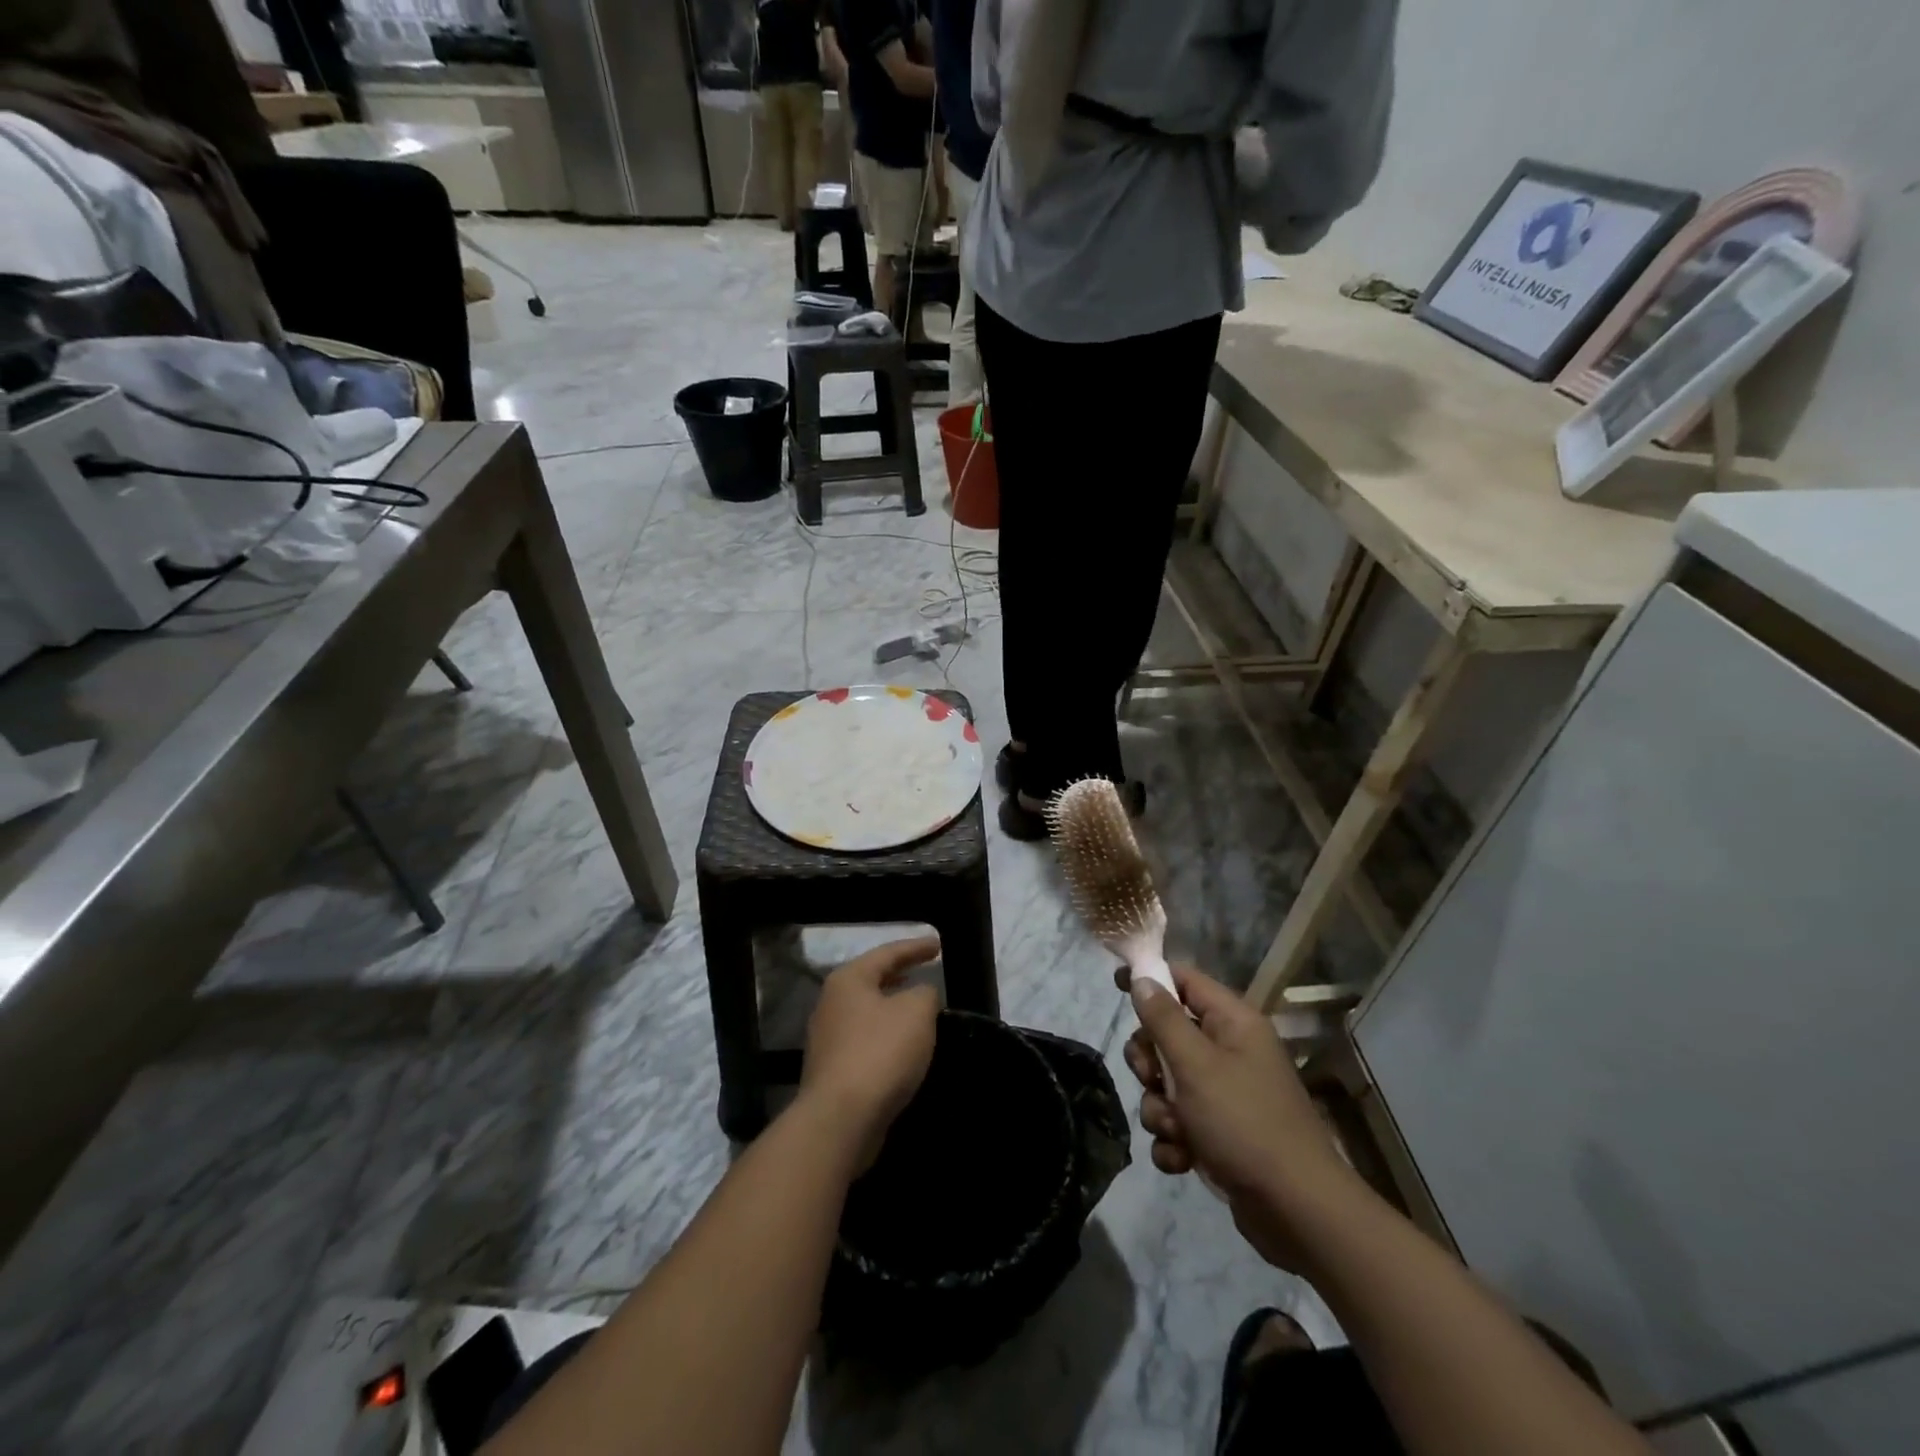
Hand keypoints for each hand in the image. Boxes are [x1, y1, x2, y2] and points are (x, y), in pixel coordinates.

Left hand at [801, 938, 940, 1166]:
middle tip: (926, 970)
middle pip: (872, 980)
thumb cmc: (880, 1052)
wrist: (840, 1119)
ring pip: (868, 1013)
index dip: (916, 947)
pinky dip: (887, 1037)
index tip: (939, 944)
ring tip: (920, 1009)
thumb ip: (925, 993)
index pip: (888, 953)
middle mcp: (831, 1003)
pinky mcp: (832, 1071)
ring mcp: (827, 1039)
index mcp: (849, 980)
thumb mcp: (917, 1012)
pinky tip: (904, 1048)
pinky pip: (866, 1042)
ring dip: (893, 1009)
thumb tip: (921, 995)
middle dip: (900, 975)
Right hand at [1121, 965, 1360, 1271]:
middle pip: (1168, 1034)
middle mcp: (1230, 1051)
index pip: (1184, 980)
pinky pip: (1179, 1121)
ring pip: (1167, 1083)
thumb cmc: (1244, 1123)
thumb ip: (1164, 1019)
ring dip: (1159, 1108)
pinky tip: (1182, 1158)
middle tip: (1150, 1078)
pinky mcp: (1220, 1133)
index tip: (1115, 984)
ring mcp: (1226, 1094)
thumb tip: (1142, 978)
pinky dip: (1173, 1139)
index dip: (1150, 977)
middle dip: (1149, 1061)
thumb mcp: (1196, 1065)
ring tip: (1175, 1130)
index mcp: (1233, 1022)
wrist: (1297, 1212)